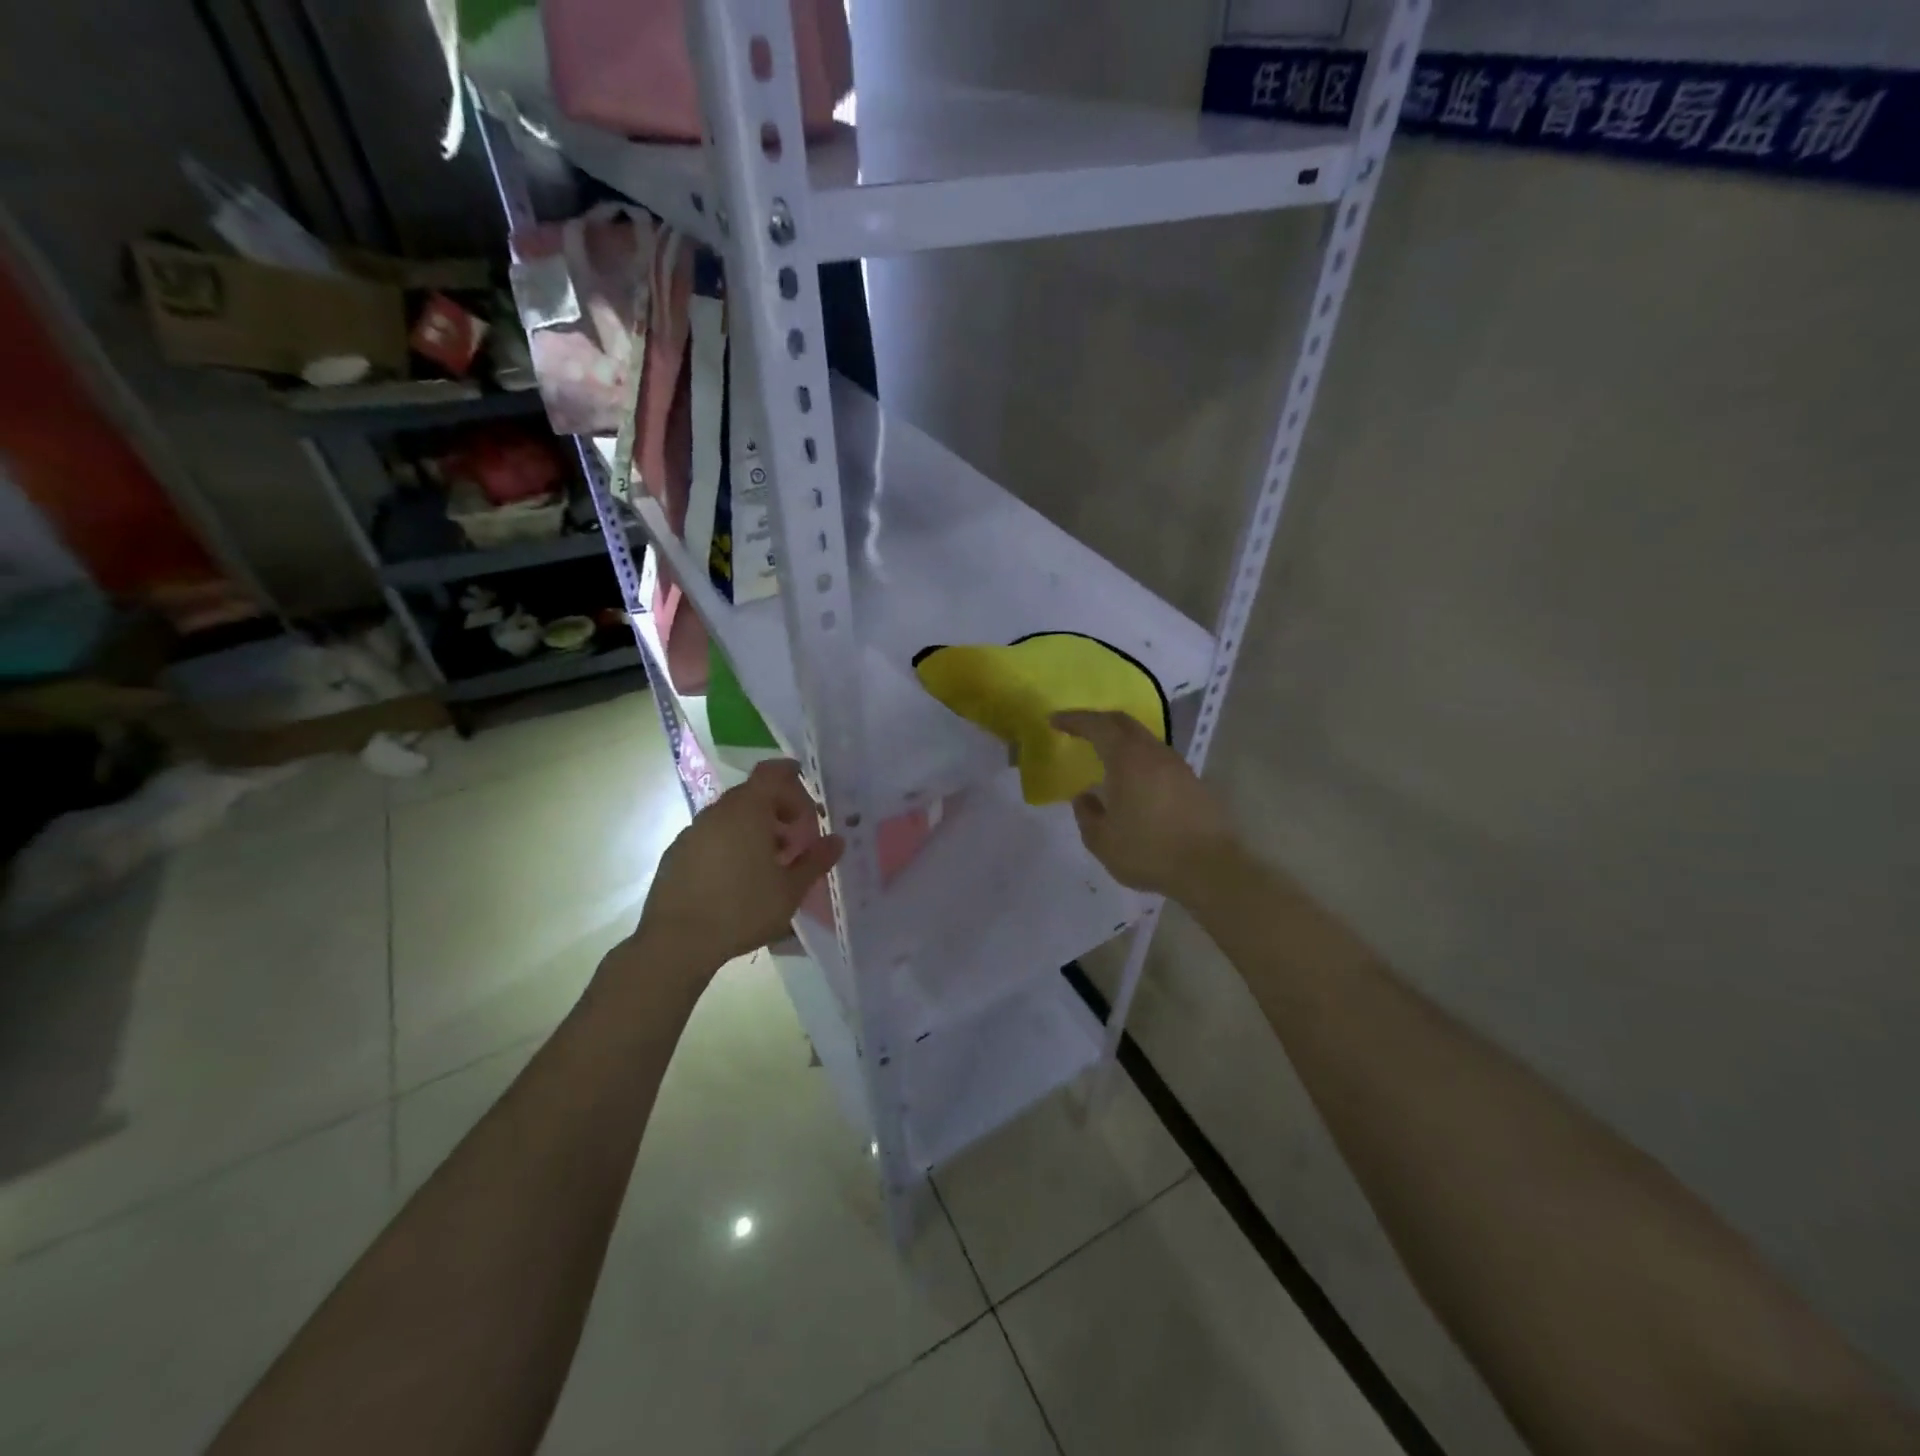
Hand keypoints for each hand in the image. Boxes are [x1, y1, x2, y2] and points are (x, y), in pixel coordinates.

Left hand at [636, 760, 843, 971]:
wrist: (676, 942)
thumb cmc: (742, 910)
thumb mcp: (790, 890)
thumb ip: (816, 861)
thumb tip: (837, 840)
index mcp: (747, 811)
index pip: (771, 773)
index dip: (791, 776)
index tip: (808, 797)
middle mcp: (717, 813)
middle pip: (751, 794)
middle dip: (777, 808)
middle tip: (795, 836)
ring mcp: (692, 832)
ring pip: (730, 816)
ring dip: (753, 828)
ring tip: (770, 861)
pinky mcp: (676, 854)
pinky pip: (710, 836)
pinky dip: (729, 843)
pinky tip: (737, 877)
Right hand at [1051, 711, 1237, 903]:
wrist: (1211, 869)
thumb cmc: (1149, 852)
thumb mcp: (1103, 840)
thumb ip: (1087, 814)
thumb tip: (1085, 797)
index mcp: (1128, 759)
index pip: (1097, 725)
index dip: (1074, 720)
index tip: (1054, 720)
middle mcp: (1154, 753)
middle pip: (1123, 723)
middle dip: (1098, 721)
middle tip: (1078, 729)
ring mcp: (1178, 766)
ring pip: (1144, 739)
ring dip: (1121, 740)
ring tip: (1104, 756)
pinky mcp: (1193, 782)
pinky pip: (1158, 759)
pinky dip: (1138, 759)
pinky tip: (1133, 781)